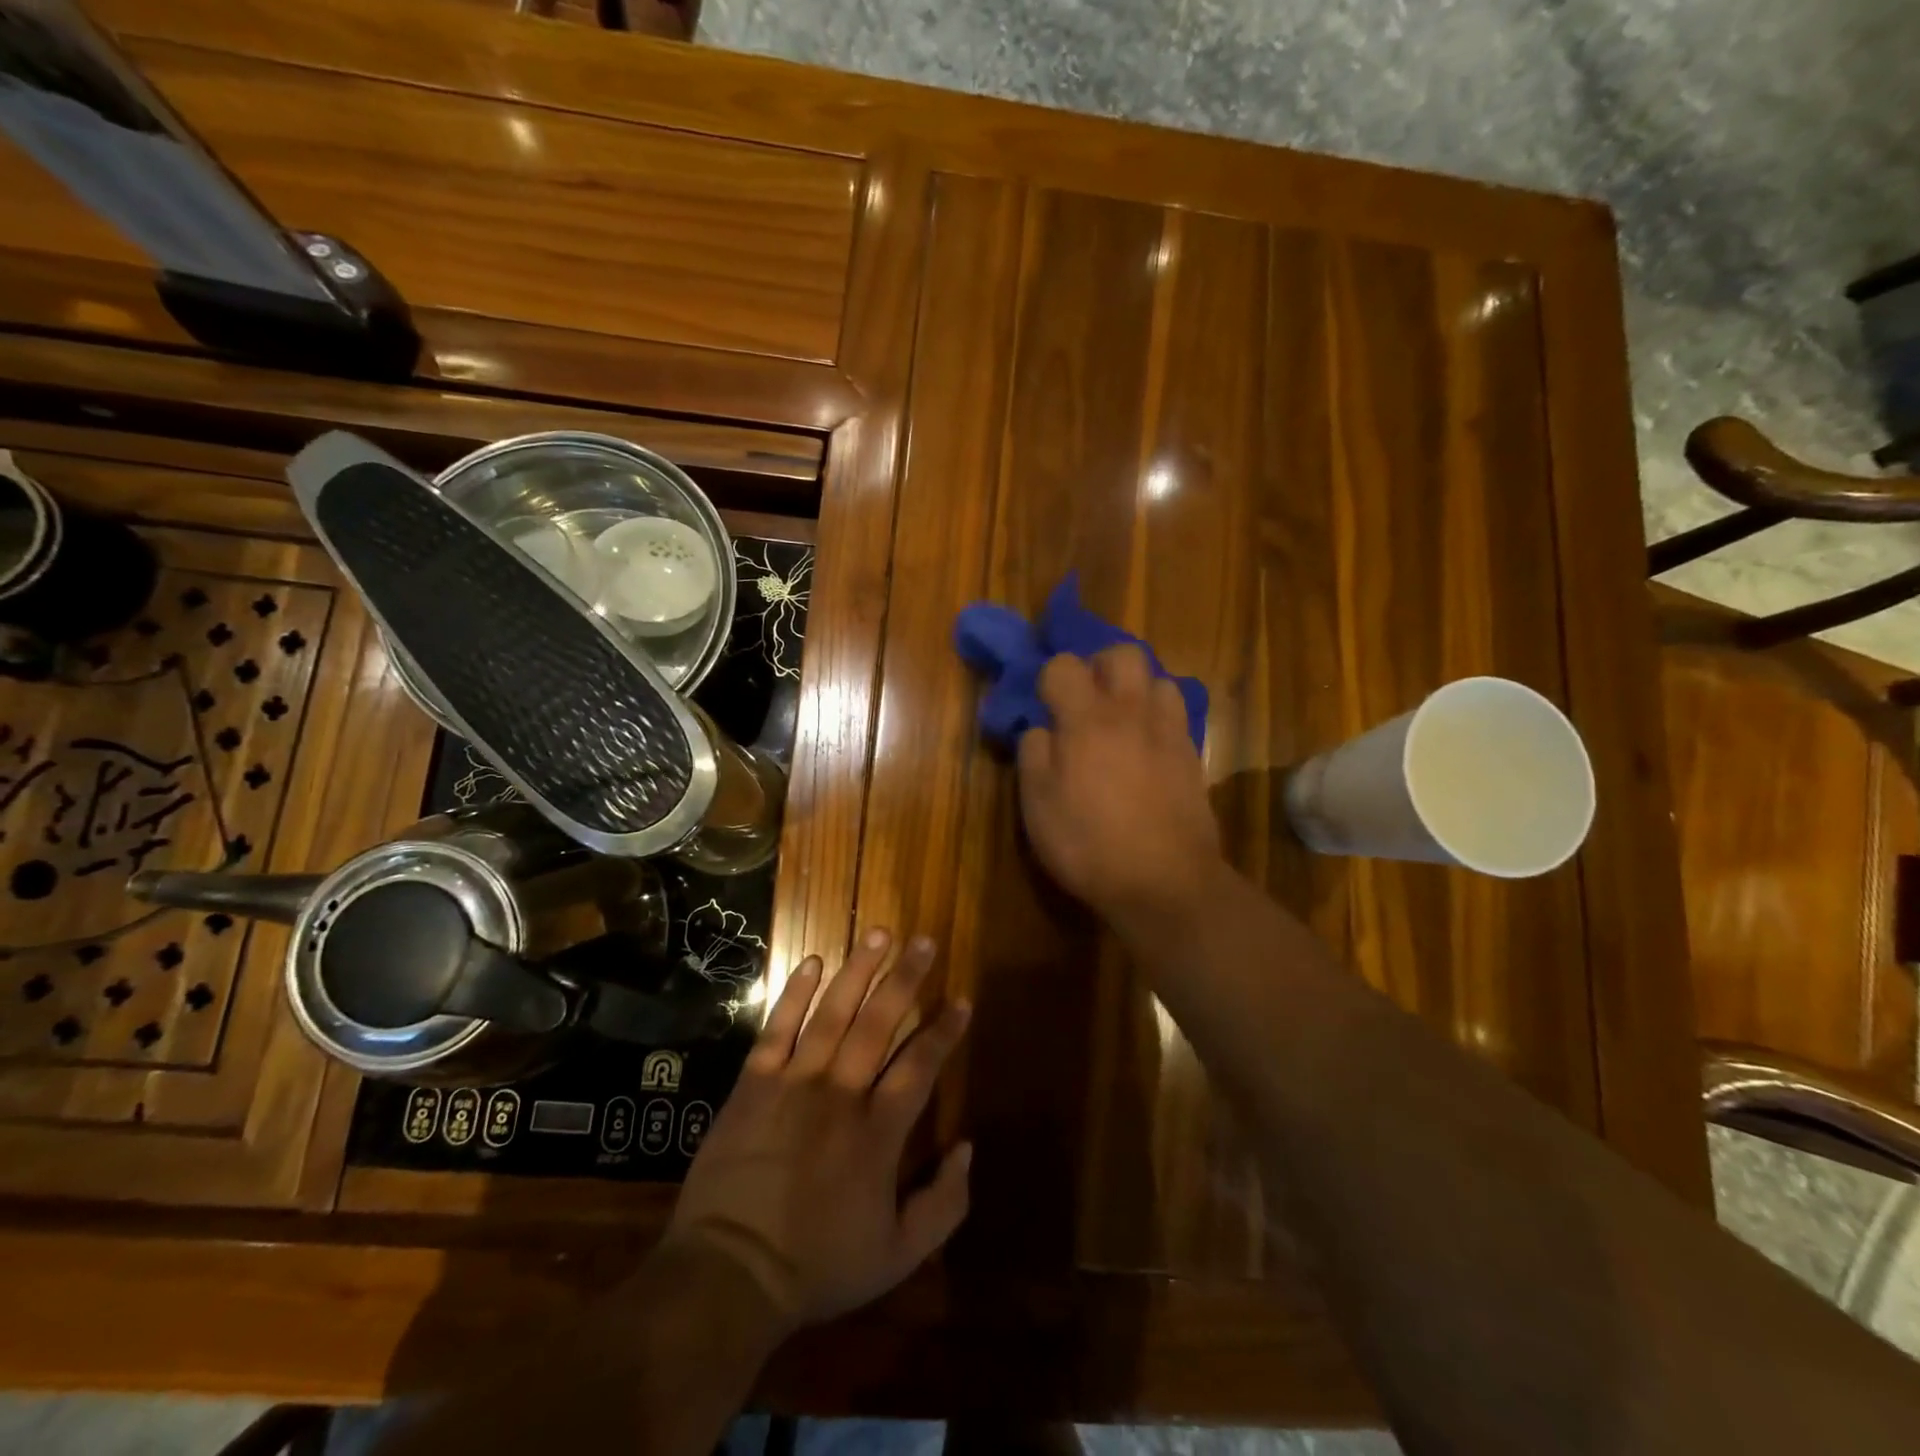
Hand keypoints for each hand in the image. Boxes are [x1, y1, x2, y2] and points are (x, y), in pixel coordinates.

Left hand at [662, 929, 971, 1332]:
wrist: (729, 1275)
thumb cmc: (817, 1266)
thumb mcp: (898, 1256)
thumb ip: (944, 1204)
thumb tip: (968, 1147)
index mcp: (879, 1133)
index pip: (920, 1066)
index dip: (944, 1031)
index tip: (962, 999)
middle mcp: (841, 1094)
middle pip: (879, 1023)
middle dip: (906, 979)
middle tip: (924, 941)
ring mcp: (794, 1083)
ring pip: (833, 1014)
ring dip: (858, 971)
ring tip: (879, 934)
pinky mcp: (754, 1084)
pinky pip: (777, 1028)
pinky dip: (795, 993)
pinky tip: (813, 962)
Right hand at [1017, 646, 1225, 925]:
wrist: (1164, 882)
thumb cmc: (1088, 845)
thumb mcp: (1038, 806)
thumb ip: (1033, 755)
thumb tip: (1041, 728)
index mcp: (1086, 721)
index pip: (1064, 665)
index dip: (1048, 678)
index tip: (1043, 705)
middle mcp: (1131, 713)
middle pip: (1124, 655)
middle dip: (1101, 666)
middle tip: (1086, 698)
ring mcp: (1168, 732)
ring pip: (1158, 679)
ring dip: (1136, 689)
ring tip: (1121, 720)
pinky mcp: (1192, 755)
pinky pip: (1176, 714)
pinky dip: (1158, 717)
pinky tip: (1146, 747)